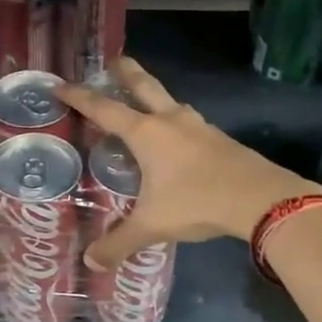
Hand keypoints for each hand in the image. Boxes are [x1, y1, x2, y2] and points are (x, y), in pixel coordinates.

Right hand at [57, 58, 318, 268]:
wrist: (260, 198)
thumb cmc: (197, 202)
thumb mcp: (153, 225)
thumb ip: (119, 242)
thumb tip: (91, 261)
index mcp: (146, 133)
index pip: (104, 108)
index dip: (80, 97)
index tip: (61, 85)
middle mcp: (170, 120)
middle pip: (143, 85)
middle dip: (126, 71)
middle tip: (113, 60)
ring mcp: (198, 126)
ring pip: (170, 102)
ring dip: (154, 96)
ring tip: (145, 102)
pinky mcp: (219, 138)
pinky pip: (189, 122)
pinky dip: (175, 121)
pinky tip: (177, 137)